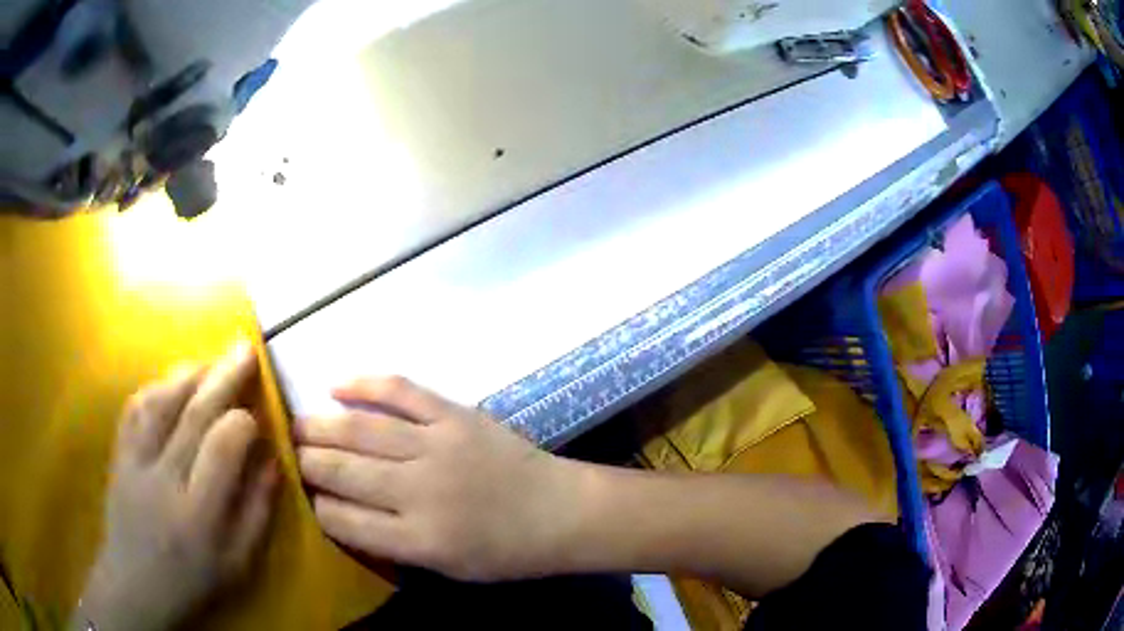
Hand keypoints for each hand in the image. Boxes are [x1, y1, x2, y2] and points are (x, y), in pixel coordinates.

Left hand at [75, 344, 278, 630]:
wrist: (136, 585)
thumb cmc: (194, 580)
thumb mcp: (239, 563)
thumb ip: (258, 511)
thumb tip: (273, 460)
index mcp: (199, 515)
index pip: (221, 448)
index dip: (243, 422)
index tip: (258, 415)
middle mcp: (163, 480)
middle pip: (192, 415)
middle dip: (223, 378)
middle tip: (245, 349)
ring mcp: (135, 462)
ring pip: (160, 402)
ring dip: (189, 375)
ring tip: (211, 361)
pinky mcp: (118, 453)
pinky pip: (135, 407)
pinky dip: (157, 386)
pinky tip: (172, 382)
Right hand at [295, 377, 585, 581]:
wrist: (560, 512)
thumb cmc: (505, 551)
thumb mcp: (447, 567)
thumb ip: (393, 544)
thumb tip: (342, 514)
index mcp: (418, 539)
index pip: (343, 520)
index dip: (316, 506)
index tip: (303, 497)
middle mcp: (418, 491)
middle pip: (342, 471)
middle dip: (306, 462)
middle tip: (287, 454)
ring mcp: (436, 446)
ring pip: (361, 431)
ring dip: (320, 425)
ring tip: (296, 424)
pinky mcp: (454, 415)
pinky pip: (401, 391)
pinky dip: (365, 384)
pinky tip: (336, 385)